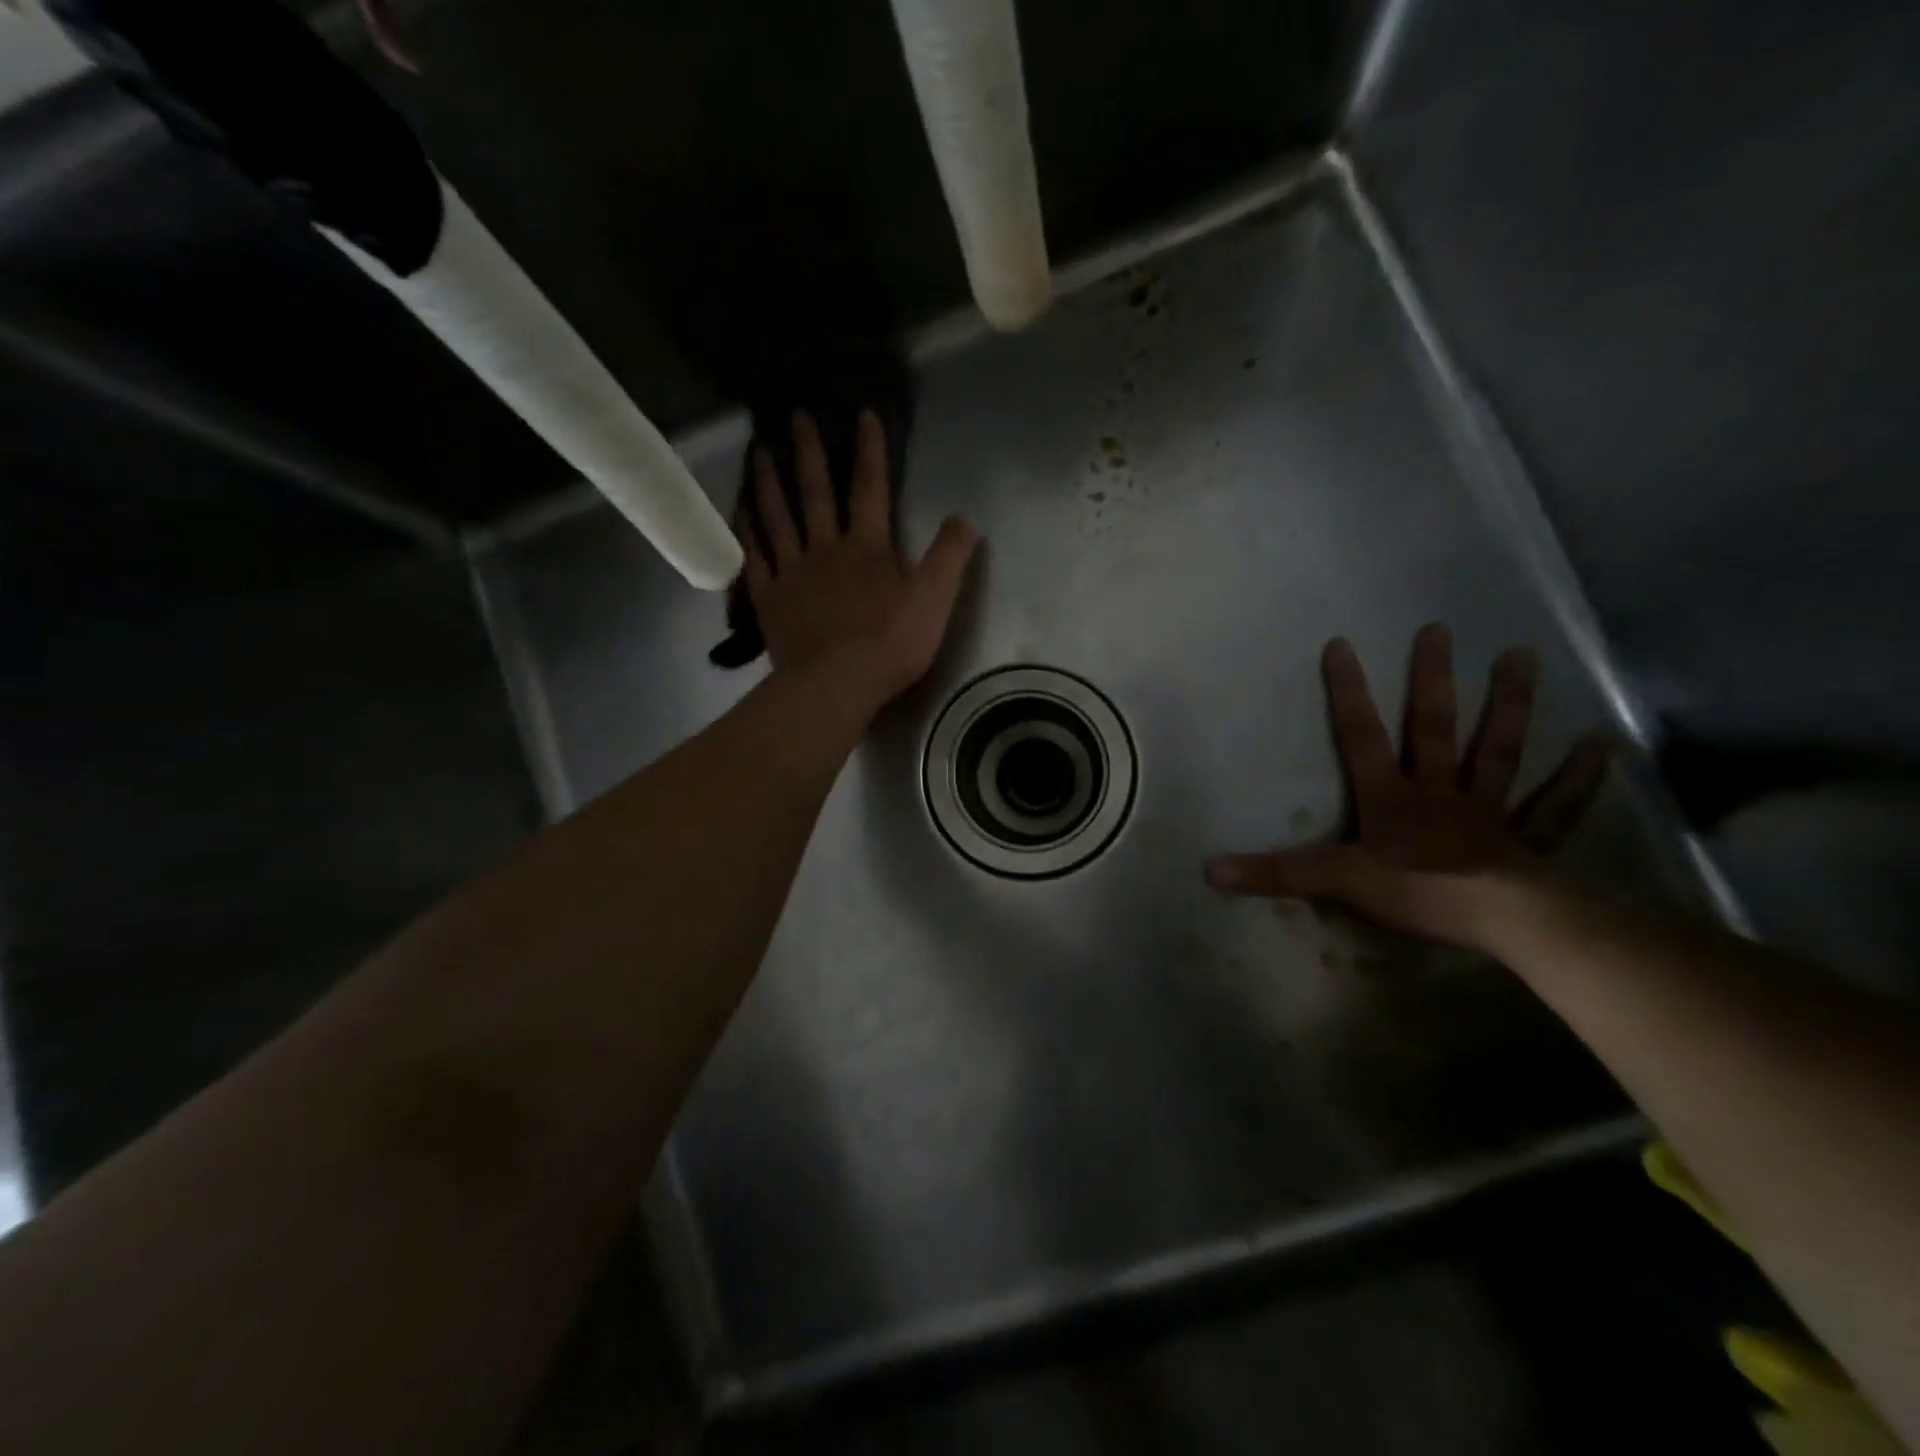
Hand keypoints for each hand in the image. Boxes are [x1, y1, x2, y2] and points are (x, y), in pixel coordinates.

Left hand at [741, 410, 978, 709]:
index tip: (862, 414)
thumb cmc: (890, 645)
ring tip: (758, 451)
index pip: (871, 488)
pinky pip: (755, 557)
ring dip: (769, 482)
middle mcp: (825, 548)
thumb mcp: (935, 601)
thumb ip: (950, 558)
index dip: (870, 450)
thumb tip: (965, 518)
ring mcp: (792, 572)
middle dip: (808, 452)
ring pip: (777, 517)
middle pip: (815, 493)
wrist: (837, 684)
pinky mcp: (769, 598)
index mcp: (867, 547)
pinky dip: (747, 531)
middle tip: (795, 416)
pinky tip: (740, 512)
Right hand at [1205, 624, 1611, 948]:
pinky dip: (1576, 777)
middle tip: (1439, 629)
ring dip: (1509, 705)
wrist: (1503, 920)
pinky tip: (1599, 744)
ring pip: (1498, 749)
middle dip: (1432, 679)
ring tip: (1522, 656)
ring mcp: (1488, 810)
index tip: (1342, 644)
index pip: (1360, 735)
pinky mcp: (1529, 840)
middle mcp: (1438, 791)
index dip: (1347, 691)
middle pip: (1433, 727)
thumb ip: (1278, 872)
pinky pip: (1554, 805)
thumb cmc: (1418, 892)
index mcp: (1390, 796)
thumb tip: (1210, 870)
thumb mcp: (1337, 881)